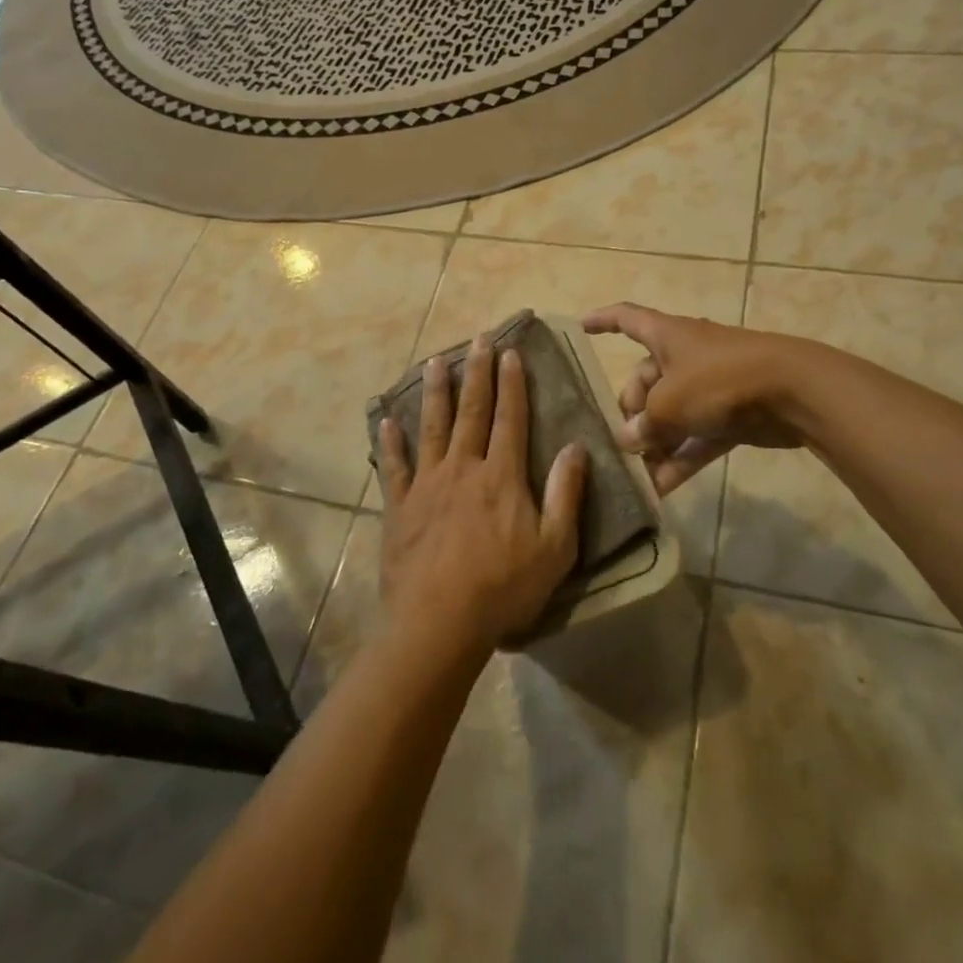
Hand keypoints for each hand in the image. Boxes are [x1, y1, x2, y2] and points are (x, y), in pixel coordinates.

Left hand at [377, 336, 587, 652]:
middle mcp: (463, 468)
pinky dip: (390, 442)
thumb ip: (565, 494)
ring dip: (435, 392)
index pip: (510, 418)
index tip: (510, 352)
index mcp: (501, 476)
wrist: (438, 623)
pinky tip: (386, 420)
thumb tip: (576, 447)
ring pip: (432, 427)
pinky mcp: (400, 506)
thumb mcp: (555, 548)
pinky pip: (394, 466)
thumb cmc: (503, 588)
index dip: (511, 384)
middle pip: (471, 411)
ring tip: (435, 360)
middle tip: (477, 339)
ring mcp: (427, 484)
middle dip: (476, 373)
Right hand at [582, 303, 809, 493]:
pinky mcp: (730, 417)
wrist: (793, 392)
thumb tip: (629, 441)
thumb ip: (644, 424)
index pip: (627, 318)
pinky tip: (660, 491)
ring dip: (655, 445)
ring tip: (635, 476)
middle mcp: (685, 357)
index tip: (581, 326)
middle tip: (623, 443)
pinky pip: (695, 439)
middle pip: (646, 381)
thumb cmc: (720, 380)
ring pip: (671, 415)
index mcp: (667, 336)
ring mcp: (709, 388)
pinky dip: (679, 460)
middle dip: (631, 412)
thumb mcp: (670, 402)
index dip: (603, 320)